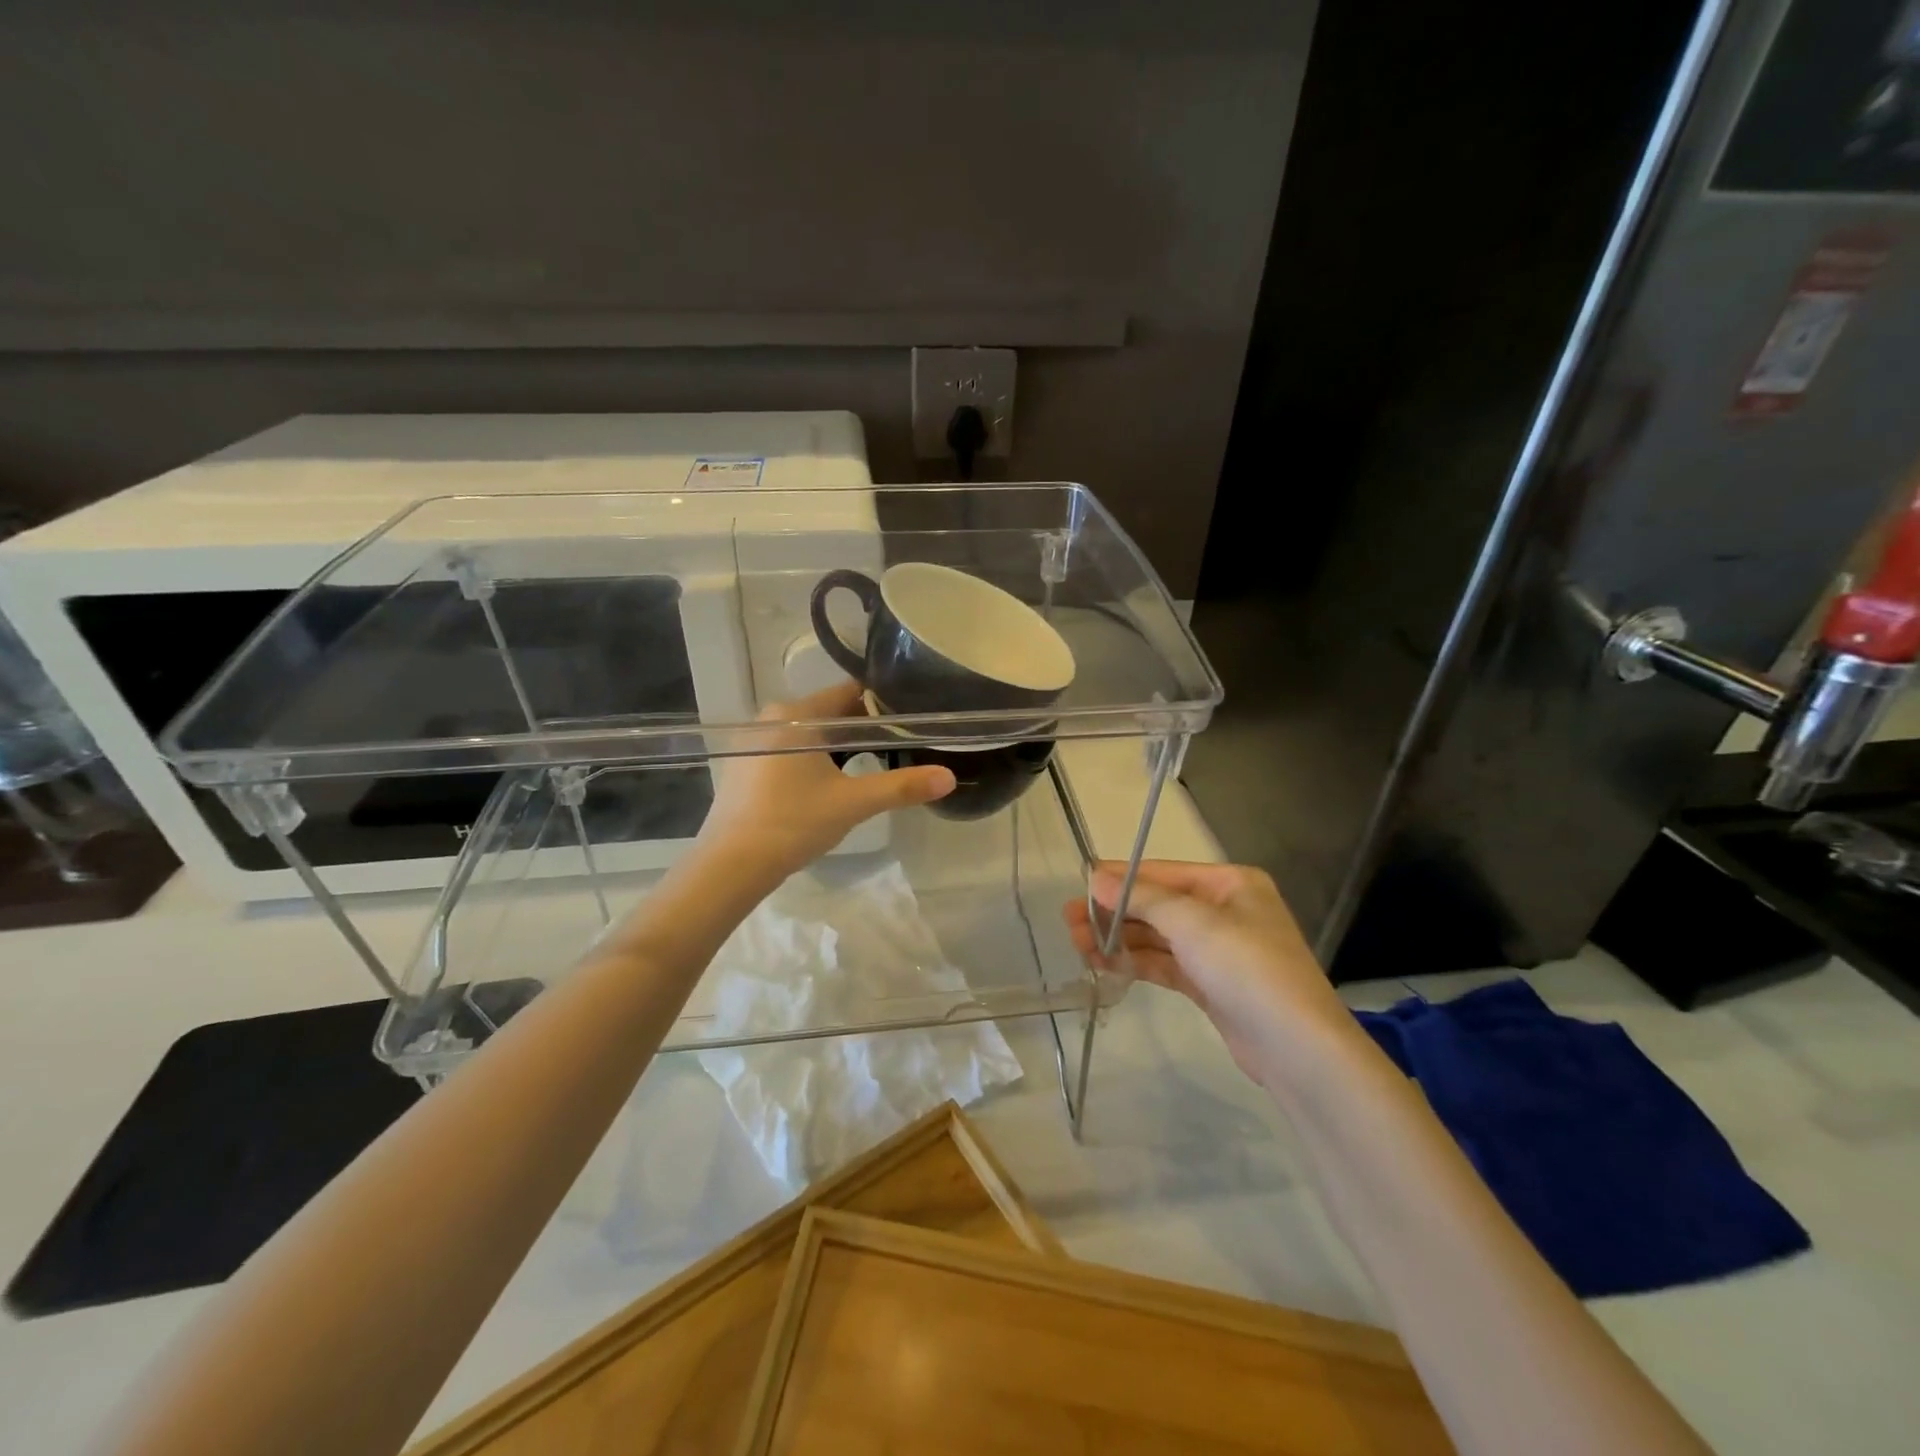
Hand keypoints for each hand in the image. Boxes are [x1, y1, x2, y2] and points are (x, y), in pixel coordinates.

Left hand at [695, 682, 954, 886]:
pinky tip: (829, 782)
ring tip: (870, 764)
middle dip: (864, 728)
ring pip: (810, 732)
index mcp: (798, 715)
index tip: (910, 718)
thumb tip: (949, 778)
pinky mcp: (745, 765)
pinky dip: (815, 758)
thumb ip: (902, 787)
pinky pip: (790, 748)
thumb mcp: (853, 803)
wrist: (730, 864)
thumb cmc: (793, 823)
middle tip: (898, 745)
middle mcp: (772, 717)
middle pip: (830, 712)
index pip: (850, 693)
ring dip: (839, 745)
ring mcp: (754, 741)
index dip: (883, 704)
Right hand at [1064, 860, 1360, 1089]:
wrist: (1298, 1050)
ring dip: (1119, 939)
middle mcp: (1225, 910)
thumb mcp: (1192, 923)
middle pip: (1158, 905)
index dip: (1119, 879)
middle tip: (1069, 922)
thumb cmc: (1247, 969)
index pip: (1163, 873)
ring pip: (1158, 937)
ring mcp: (1219, 950)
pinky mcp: (1211, 984)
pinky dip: (1136, 962)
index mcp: (1230, 884)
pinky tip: (1104, 964)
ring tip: (1078, 945)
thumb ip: (1141, 898)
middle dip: (1114, 913)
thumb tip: (1094, 876)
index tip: (1079, 885)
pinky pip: (1165, 964)